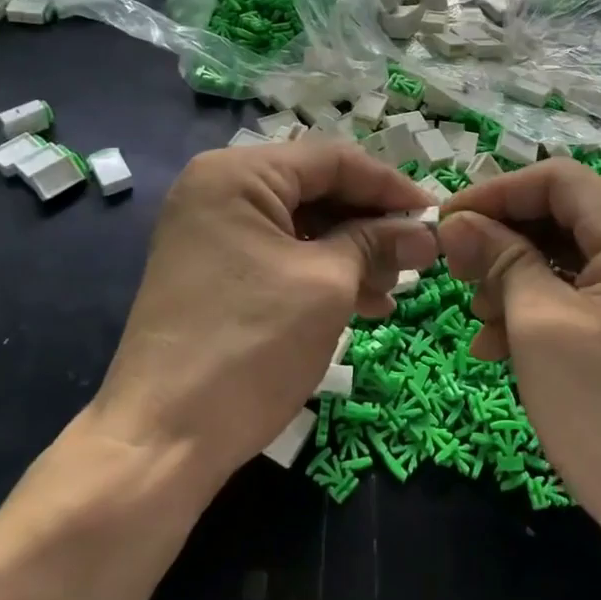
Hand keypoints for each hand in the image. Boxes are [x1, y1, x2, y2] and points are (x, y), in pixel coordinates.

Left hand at [83, 141, 435, 491]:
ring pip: (302, 225)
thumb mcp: (328, 285)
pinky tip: (365, 302)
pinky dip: (323, 272)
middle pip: (316, 189)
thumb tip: (425, 233)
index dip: (391, 187)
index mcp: (238, 174)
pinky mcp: (214, 270)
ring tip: (396, 288)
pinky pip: (281, 254)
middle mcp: (219, 189)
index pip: (333, 160)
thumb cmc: (251, 346)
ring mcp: (212, 231)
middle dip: (372, 224)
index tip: (437, 216)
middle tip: (420, 257)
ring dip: (353, 252)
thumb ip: (377, 243)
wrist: (163, 440)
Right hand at [439, 159, 600, 564]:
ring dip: (514, 279)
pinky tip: (497, 344)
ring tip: (476, 318)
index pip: (557, 180)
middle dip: (502, 240)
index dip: (494, 193)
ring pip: (567, 257)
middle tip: (454, 271)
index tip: (444, 220)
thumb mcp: (539, 325)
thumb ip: (499, 259)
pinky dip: (539, 309)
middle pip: (562, 216)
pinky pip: (583, 295)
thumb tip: (456, 221)